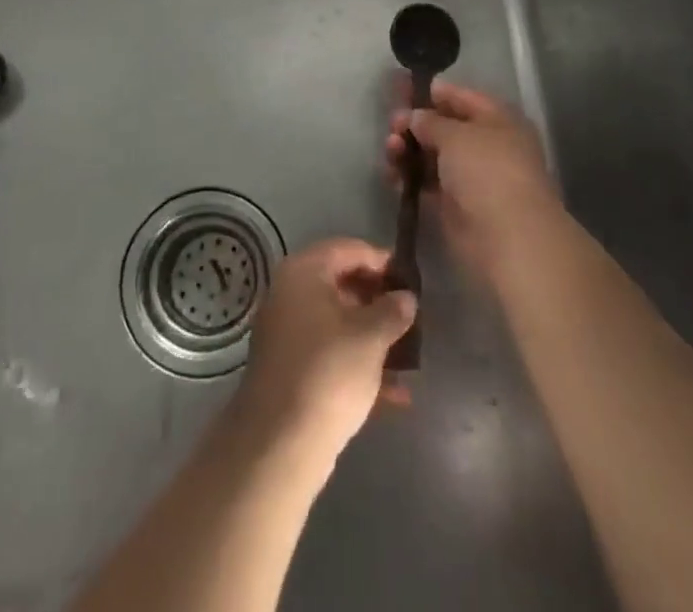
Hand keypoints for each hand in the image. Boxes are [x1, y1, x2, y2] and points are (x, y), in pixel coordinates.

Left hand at [236, 239, 416, 469]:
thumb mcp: (370, 337)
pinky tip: (397, 395)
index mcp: (304, 271)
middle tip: (412, 316)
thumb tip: (406, 297)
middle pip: (343, 284)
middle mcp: (291, 293)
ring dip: (374, 337)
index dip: (383, 261)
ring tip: (410, 355)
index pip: (349, 249)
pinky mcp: (291, 370)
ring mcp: (288, 332)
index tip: (412, 280)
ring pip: (339, 323)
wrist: (280, 444)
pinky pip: (331, 355)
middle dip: (379, 301)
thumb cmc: (329, 371)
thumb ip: (392, 310)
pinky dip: (360, 367)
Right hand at [387, 80, 559, 281]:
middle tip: (391, 124)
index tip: (402, 88)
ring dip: (409, 149)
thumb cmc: (487, 170)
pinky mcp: (456, 206)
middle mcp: (487, 145)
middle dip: (416, 123)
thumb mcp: (455, 135)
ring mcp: (471, 177)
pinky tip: (391, 173)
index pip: (462, 97)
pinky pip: (427, 183)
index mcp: (498, 120)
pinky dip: (409, 177)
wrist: (507, 237)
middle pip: (444, 127)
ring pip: (433, 156)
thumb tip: (414, 117)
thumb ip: (430, 121)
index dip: (433, 92)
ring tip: (390, 148)